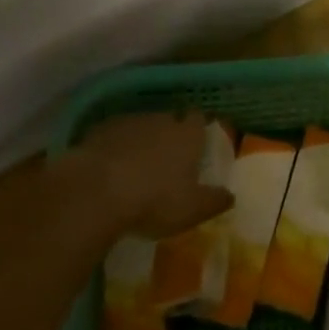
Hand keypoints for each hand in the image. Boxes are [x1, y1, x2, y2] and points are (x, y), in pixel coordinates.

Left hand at [68, 111, 233, 240]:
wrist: (96, 192)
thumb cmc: (154, 200)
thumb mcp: (193, 210)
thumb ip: (215, 200)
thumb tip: (231, 195)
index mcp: (187, 135)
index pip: (198, 120)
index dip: (197, 130)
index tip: (196, 144)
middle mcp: (161, 120)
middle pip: (169, 121)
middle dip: (168, 136)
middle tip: (165, 162)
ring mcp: (129, 122)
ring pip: (140, 127)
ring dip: (140, 142)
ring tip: (134, 169)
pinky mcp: (99, 131)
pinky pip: (113, 137)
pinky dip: (113, 148)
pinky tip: (108, 170)